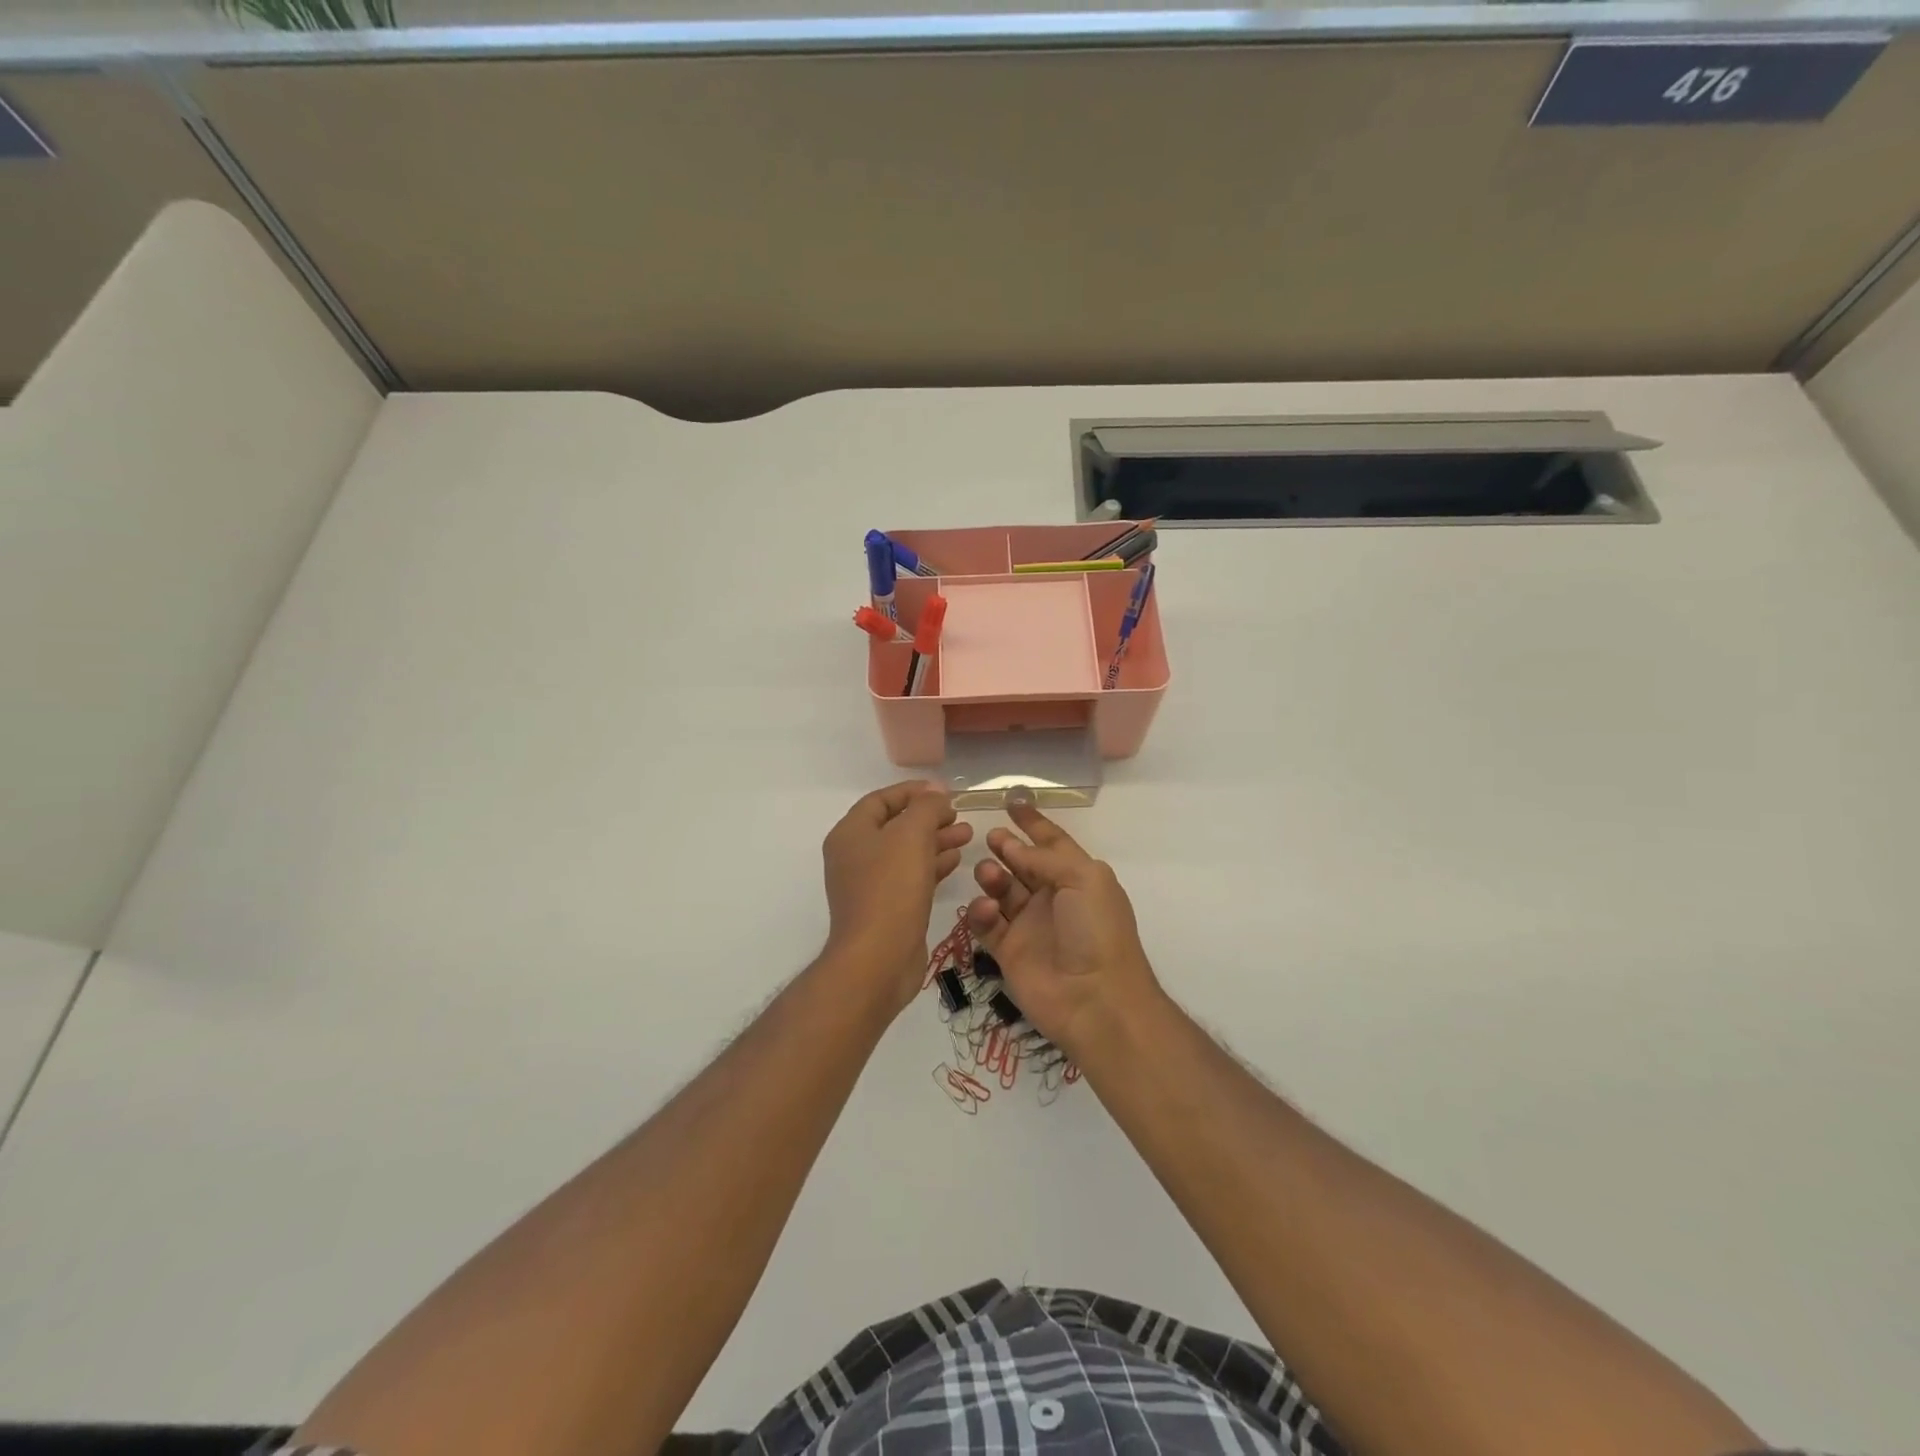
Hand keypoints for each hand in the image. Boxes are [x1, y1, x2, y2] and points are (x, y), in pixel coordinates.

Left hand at [822, 782, 972, 1004]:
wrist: (878, 959)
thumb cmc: (891, 888)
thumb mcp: (911, 835)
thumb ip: (926, 807)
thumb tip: (936, 793)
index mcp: (851, 833)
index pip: (881, 799)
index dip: (913, 791)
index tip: (945, 791)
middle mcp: (855, 856)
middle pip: (895, 825)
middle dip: (929, 817)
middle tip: (959, 815)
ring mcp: (870, 884)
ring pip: (906, 852)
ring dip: (936, 840)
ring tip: (968, 835)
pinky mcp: (887, 908)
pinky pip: (911, 877)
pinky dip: (933, 865)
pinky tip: (957, 861)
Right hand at [966, 793, 1162, 1060]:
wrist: (1095, 999)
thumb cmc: (1096, 931)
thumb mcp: (1083, 878)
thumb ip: (1045, 857)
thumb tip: (1014, 848)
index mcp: (1077, 877)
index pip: (1051, 842)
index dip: (1032, 823)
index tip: (1011, 801)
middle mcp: (1052, 897)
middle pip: (1022, 863)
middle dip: (1006, 847)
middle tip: (991, 838)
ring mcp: (1029, 924)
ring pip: (1001, 890)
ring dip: (992, 876)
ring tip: (988, 874)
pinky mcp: (1008, 950)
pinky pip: (986, 923)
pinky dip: (981, 912)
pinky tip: (986, 909)